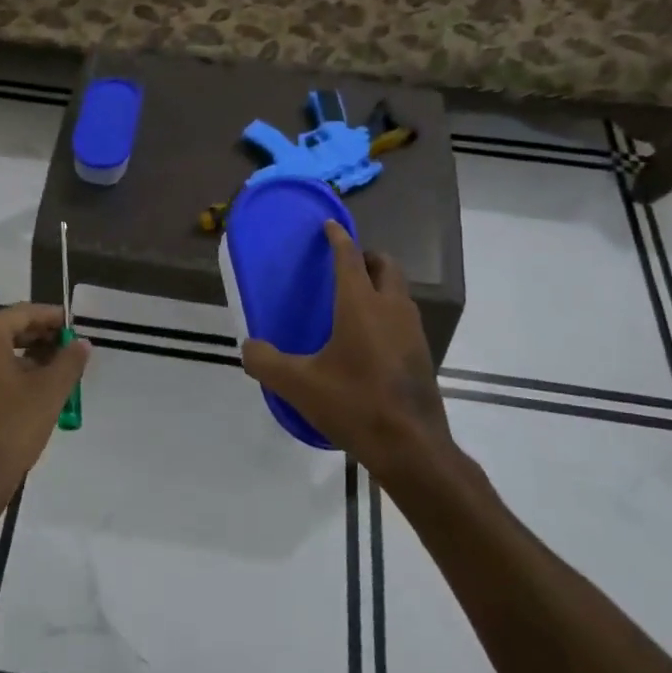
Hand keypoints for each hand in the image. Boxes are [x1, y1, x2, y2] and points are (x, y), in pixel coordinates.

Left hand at [0, 302, 90, 520]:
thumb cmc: (11, 429)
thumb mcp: (50, 392)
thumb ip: (69, 361)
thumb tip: (81, 343)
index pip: (22, 314)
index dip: (51, 318)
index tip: (74, 327)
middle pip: (4, 332)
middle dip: (37, 339)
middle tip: (66, 351)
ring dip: (20, 360)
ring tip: (49, 376)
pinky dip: (0, 377)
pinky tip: (22, 397)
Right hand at [240, 220, 451, 477]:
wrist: (412, 448)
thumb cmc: (354, 404)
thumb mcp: (298, 385)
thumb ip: (266, 362)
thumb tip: (249, 347)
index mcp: (361, 305)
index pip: (350, 258)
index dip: (338, 238)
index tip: (330, 225)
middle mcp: (391, 308)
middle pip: (386, 266)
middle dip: (367, 257)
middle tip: (346, 264)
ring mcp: (412, 331)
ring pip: (399, 291)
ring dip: (381, 284)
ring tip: (355, 300)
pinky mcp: (422, 355)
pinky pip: (404, 317)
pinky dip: (388, 312)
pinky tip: (370, 339)